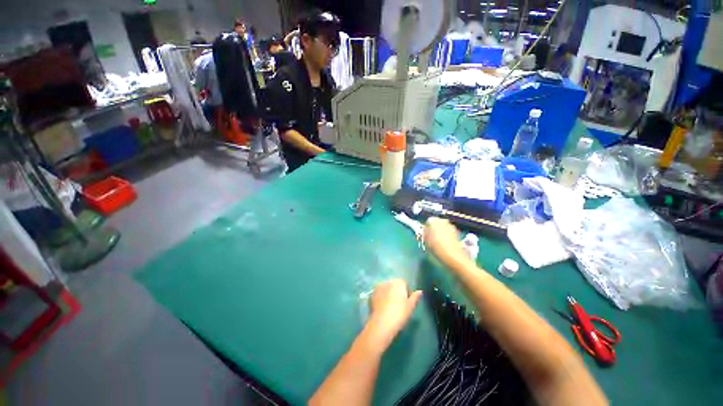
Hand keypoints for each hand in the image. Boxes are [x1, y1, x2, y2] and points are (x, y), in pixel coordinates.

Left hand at [363, 280, 421, 351]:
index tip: (406, 301)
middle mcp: (388, 281)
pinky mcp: (372, 293)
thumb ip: (415, 297)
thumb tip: (420, 291)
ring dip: (388, 293)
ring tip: (389, 306)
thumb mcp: (410, 306)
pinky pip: (379, 293)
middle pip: (394, 284)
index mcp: (399, 282)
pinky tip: (382, 307)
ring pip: (386, 288)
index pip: (404, 283)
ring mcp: (379, 287)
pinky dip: (381, 297)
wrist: (382, 322)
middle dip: (396, 291)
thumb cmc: (399, 314)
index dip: (405, 291)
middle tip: (398, 304)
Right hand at [424, 217, 464, 262]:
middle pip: (436, 223)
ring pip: (443, 226)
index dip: (426, 228)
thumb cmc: (436, 246)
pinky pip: (448, 231)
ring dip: (440, 231)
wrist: (452, 254)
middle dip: (434, 228)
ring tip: (438, 241)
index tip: (425, 234)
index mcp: (433, 220)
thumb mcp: (425, 240)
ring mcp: (450, 225)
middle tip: (431, 237)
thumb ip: (425, 233)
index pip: (428, 221)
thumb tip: (425, 231)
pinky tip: (444, 242)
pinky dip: (446, 235)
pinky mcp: (456, 231)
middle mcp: (442, 220)